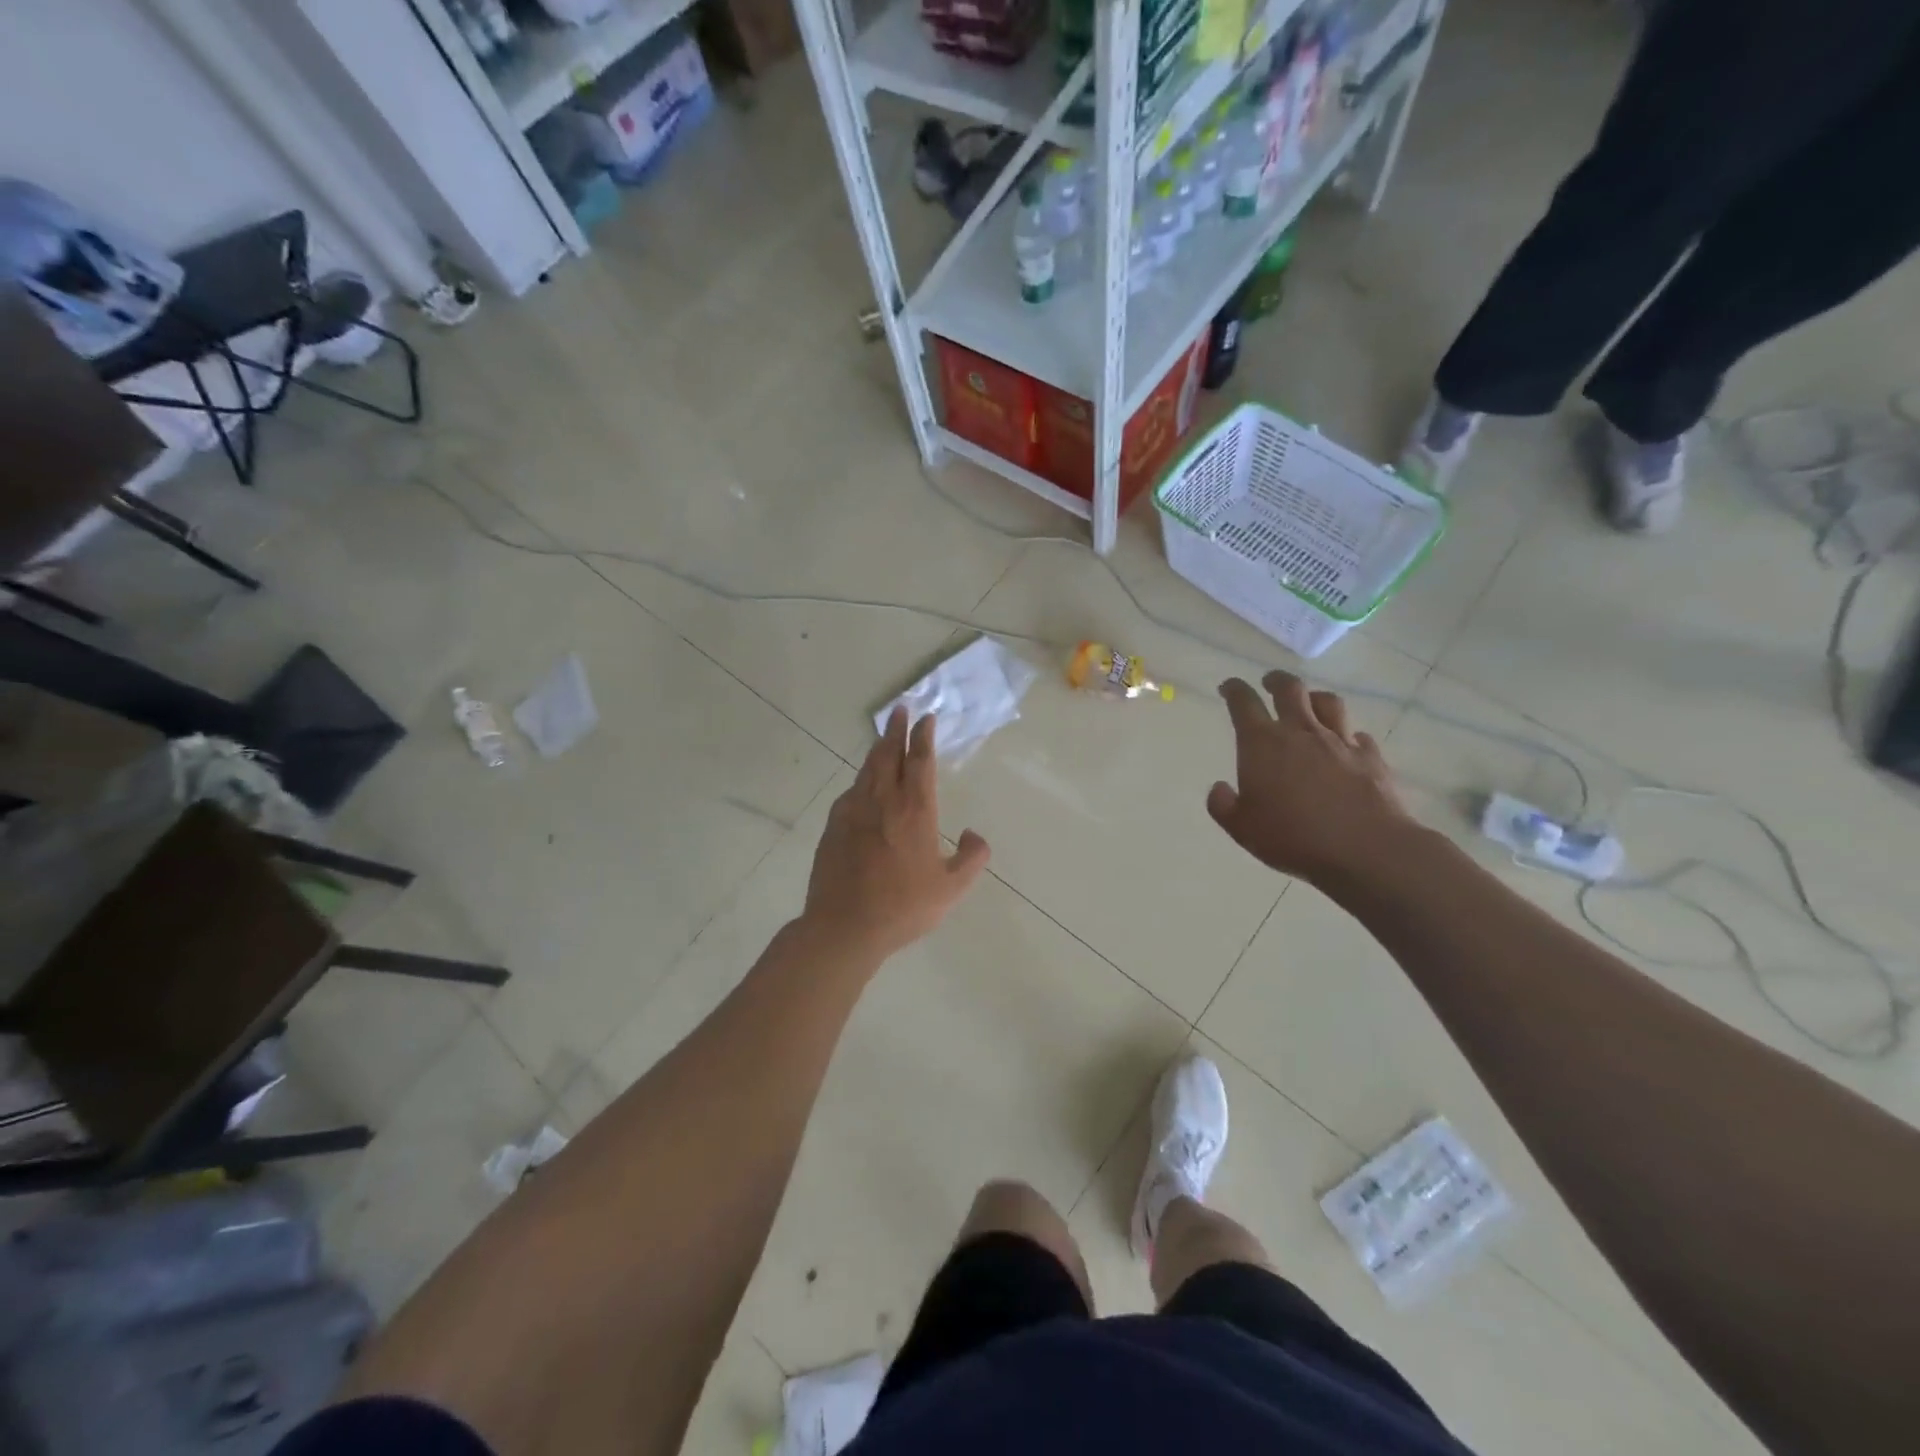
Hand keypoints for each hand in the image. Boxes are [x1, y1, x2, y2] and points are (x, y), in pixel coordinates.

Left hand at [801, 708, 990, 963]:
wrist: (845, 926)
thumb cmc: (903, 907)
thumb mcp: (951, 889)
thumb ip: (972, 859)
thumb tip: (975, 835)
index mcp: (915, 811)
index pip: (920, 761)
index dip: (924, 736)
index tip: (926, 718)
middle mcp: (883, 801)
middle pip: (889, 754)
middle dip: (896, 729)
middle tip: (900, 709)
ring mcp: (854, 811)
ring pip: (867, 769)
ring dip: (878, 749)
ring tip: (884, 736)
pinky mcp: (834, 825)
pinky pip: (851, 791)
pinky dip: (861, 779)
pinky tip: (862, 784)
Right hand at [1207, 672, 1409, 883]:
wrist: (1365, 849)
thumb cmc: (1293, 837)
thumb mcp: (1242, 828)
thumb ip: (1223, 805)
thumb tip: (1219, 788)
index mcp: (1262, 744)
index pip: (1243, 702)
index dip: (1233, 689)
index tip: (1228, 686)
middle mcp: (1300, 732)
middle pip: (1289, 689)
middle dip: (1275, 681)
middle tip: (1268, 683)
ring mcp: (1340, 742)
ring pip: (1327, 702)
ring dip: (1313, 698)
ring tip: (1308, 704)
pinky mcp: (1370, 758)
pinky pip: (1358, 735)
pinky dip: (1347, 734)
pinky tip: (1345, 744)